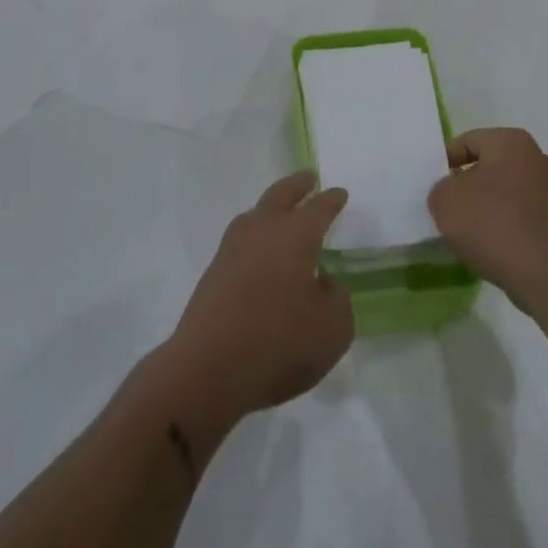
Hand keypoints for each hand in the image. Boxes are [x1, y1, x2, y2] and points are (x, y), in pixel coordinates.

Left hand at [160, 173, 353, 425]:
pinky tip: (260, 254)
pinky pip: (240, 241)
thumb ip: (337, 300)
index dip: (331, 200)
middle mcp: (262, 232)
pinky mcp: (213, 275)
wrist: (208, 370)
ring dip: (270, 208)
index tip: (339, 193)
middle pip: (280, 196)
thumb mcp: (332, 330)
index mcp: (295, 236)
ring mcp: (232, 251)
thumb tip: (323, 283)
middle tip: (308, 178)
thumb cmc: (279, 344)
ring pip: (254, 215)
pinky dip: (255, 237)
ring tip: (280, 212)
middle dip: (297, 185)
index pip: (318, 208)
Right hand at [429, 128, 547, 310]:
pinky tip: (492, 246)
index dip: (445, 161)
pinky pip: (522, 215)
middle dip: (469, 183)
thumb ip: (441, 188)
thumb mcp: (445, 200)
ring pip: (507, 191)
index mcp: (511, 141)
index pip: (468, 141)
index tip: (433, 186)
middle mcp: (538, 158)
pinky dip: (506, 225)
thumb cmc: (492, 224)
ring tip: (468, 231)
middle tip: (449, 206)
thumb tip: (452, 193)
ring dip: (488, 205)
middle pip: (490, 165)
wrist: (546, 275)